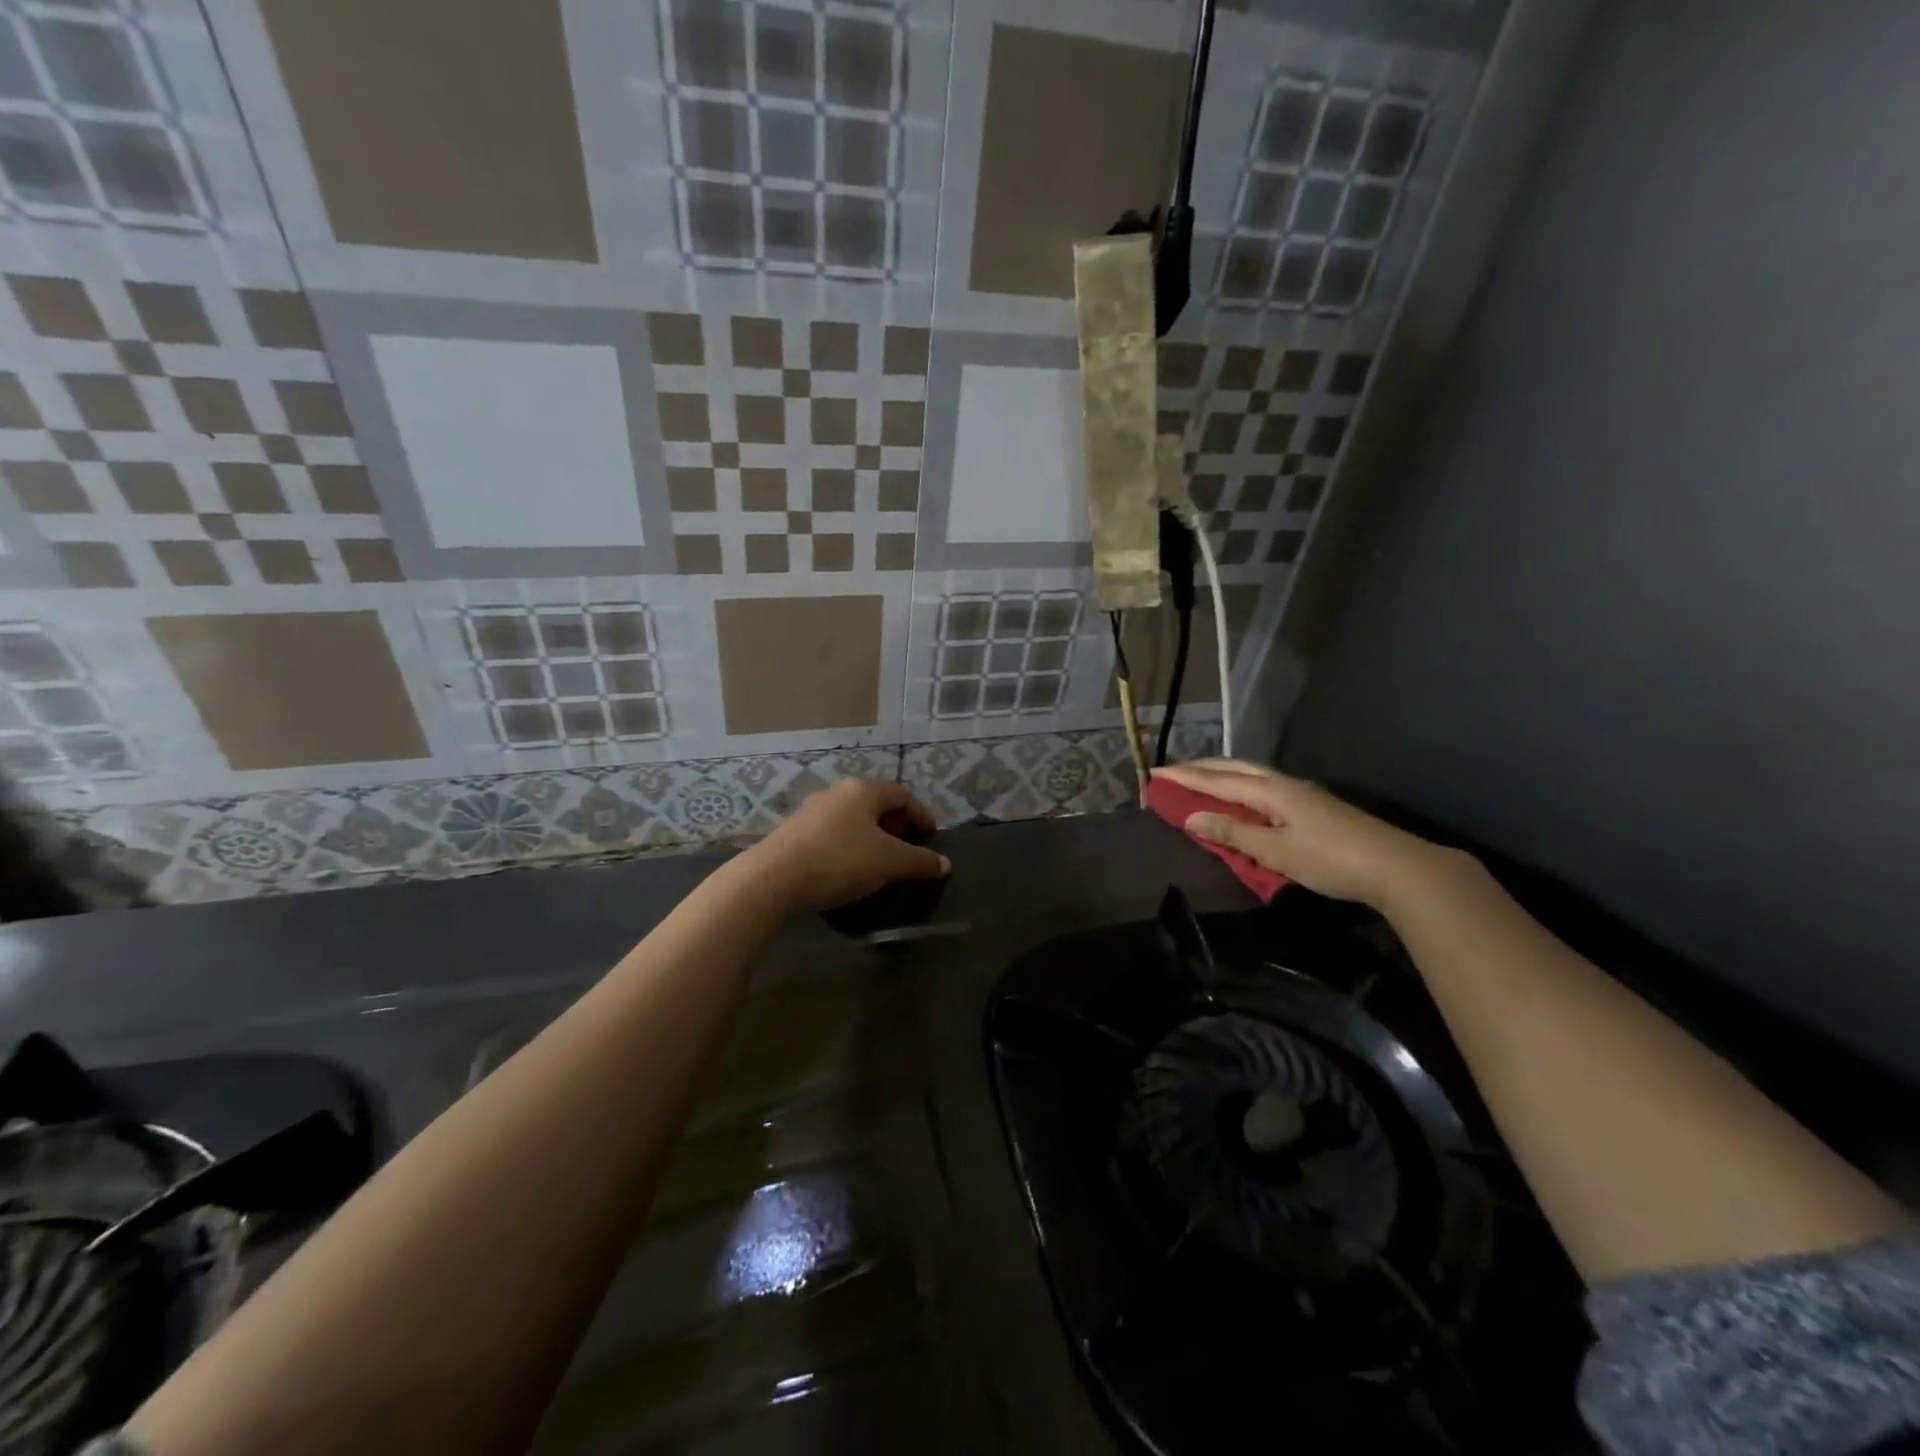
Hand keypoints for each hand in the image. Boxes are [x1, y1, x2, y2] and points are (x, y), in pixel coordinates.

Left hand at [743, 779, 949, 913]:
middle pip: (875, 804)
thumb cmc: (841, 860)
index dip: (921, 814)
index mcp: (863, 790)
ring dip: (871, 836)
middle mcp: (837, 792)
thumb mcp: (889, 863)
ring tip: (880, 862)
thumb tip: (944, 863)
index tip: (931, 837)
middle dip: (895, 825)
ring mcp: (811, 811)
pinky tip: (848, 869)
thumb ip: (919, 861)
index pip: (902, 795)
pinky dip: (849, 846)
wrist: (774, 878)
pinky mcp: (793, 832)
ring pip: (852, 819)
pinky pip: (832, 833)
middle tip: (907, 849)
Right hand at [1152, 760, 1450, 908]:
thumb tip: (1191, 817)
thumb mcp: (1275, 851)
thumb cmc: (1331, 860)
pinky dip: (1240, 786)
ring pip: (1251, 775)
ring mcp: (1302, 793)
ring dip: (1222, 774)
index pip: (1218, 780)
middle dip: (1201, 768)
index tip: (1156, 772)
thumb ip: (1233, 833)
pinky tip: (1241, 797)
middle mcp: (1284, 784)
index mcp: (1271, 791)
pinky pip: (1264, 787)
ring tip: (1200, 778)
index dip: (1185, 777)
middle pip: (1235, 768)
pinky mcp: (1313, 806)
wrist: (1397, 868)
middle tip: (1173, 771)